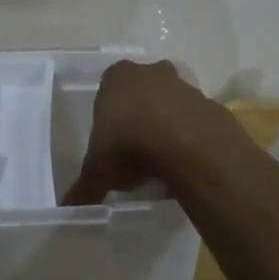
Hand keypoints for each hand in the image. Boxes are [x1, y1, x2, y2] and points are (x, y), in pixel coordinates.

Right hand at [64, 58, 221, 204]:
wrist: (187, 145)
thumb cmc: (129, 145)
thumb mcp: (98, 171)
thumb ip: (84, 187)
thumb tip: (69, 206)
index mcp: (117, 77)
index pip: (108, 88)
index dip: (109, 113)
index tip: (110, 140)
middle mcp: (150, 73)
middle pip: (142, 90)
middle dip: (139, 113)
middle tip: (134, 147)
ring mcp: (183, 85)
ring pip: (170, 102)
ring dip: (166, 123)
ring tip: (160, 159)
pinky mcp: (209, 104)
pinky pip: (194, 120)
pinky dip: (190, 135)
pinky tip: (184, 160)